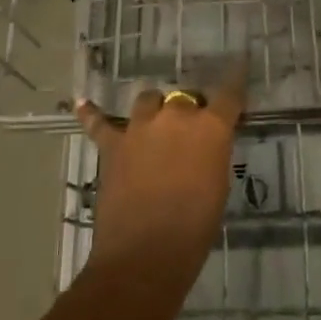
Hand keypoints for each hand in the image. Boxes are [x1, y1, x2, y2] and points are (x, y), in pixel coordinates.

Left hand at [76, 69, 243, 288]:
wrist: (146, 254)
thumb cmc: (195, 228)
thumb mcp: (218, 185)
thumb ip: (213, 154)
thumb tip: (205, 144)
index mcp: (210, 127)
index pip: (228, 94)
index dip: (234, 79)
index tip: (238, 65)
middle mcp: (176, 116)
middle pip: (185, 98)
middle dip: (189, 110)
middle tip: (190, 132)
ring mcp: (140, 127)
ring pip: (148, 100)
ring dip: (154, 110)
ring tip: (155, 125)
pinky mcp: (113, 145)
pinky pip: (100, 123)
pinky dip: (92, 114)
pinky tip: (82, 104)